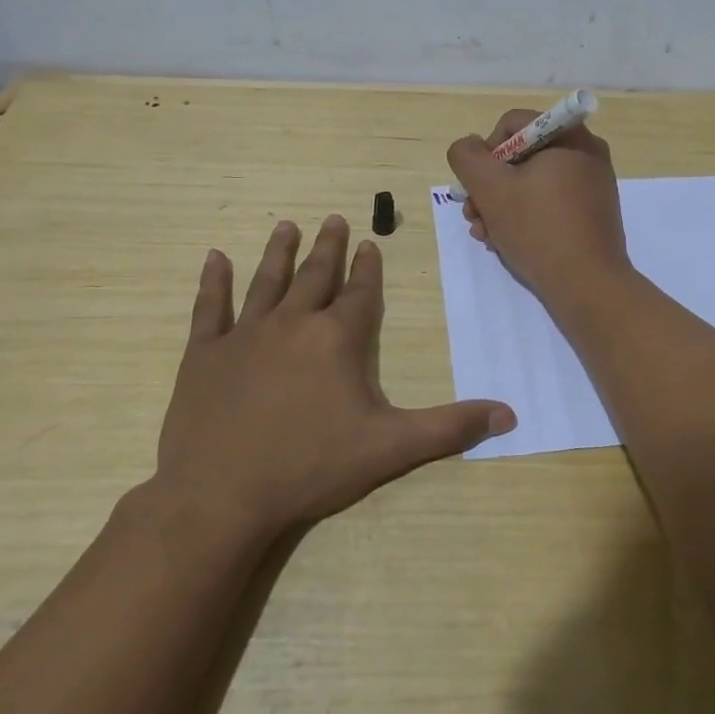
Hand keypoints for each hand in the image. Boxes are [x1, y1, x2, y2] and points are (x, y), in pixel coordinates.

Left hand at [148, 216, 515, 542]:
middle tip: (333, 218)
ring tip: (286, 225)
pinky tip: (214, 257)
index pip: (360, 293)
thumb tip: (509, 415)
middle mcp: (293, 324)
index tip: (369, 243)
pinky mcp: (205, 355)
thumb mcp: (390, 448)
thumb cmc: (311, 467)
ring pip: (267, 282)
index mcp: (337, 339)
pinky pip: (210, 308)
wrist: (222, 495)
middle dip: (328, 247)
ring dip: (279, 252)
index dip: (368, 268)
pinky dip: (213, 282)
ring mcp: (245, 335)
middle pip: (315, 276)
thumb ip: (449, 428)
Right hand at [446, 111, 631, 307]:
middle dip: (490, 186)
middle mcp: (586, 154)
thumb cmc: (538, 229)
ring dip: (501, 205)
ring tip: (485, 235)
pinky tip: (505, 242)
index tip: (477, 185)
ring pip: (532, 183)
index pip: (513, 124)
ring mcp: (592, 186)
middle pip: (521, 156)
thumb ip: (467, 157)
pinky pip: (550, 203)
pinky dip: (525, 217)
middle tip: (473, 215)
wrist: (588, 286)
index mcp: (570, 137)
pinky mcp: (592, 214)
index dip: (486, 151)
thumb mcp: (490, 188)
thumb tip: (469, 146)